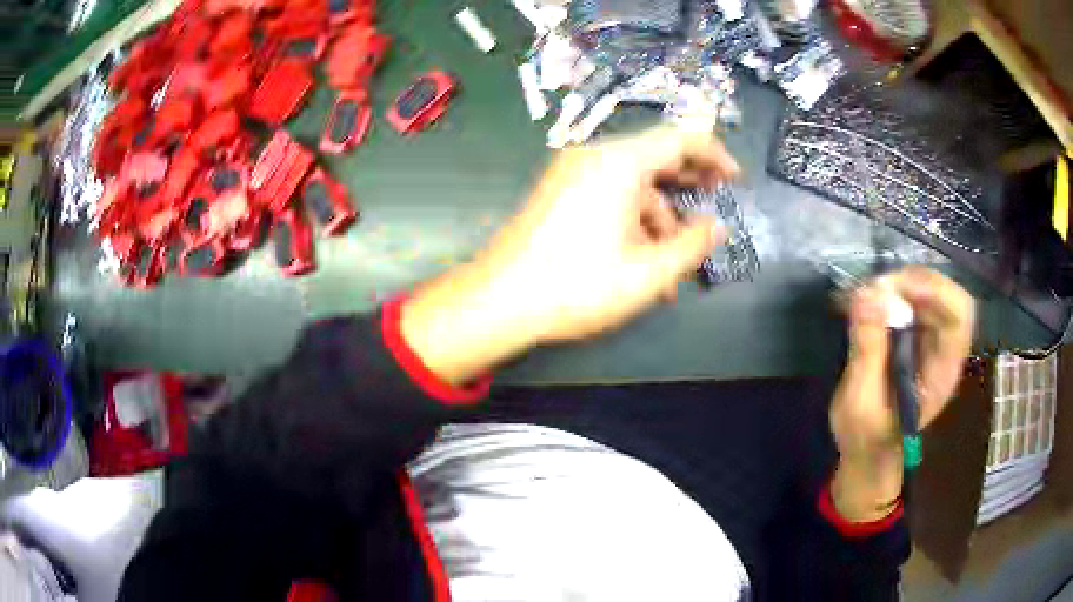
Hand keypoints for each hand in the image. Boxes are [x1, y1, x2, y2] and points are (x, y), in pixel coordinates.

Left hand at [401, 128, 738, 383]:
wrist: (498, 300)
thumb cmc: (578, 285)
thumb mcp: (648, 272)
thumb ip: (691, 245)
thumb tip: (716, 227)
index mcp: (619, 162)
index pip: (679, 138)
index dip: (714, 153)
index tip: (736, 178)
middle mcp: (595, 157)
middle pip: (655, 156)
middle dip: (690, 184)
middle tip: (717, 206)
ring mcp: (572, 173)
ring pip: (633, 184)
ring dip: (661, 217)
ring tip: (677, 263)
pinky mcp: (560, 193)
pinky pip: (609, 196)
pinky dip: (633, 221)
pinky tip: (644, 262)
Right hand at [830, 266, 974, 520]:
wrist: (869, 451)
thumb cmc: (867, 436)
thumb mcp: (860, 402)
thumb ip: (867, 350)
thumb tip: (866, 294)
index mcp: (942, 372)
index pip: (959, 316)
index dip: (935, 292)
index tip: (894, 289)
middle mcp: (945, 350)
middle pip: (948, 295)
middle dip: (913, 282)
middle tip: (876, 289)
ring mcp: (933, 341)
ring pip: (931, 291)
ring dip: (900, 285)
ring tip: (867, 296)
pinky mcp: (918, 335)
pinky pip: (914, 299)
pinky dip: (893, 292)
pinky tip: (870, 303)